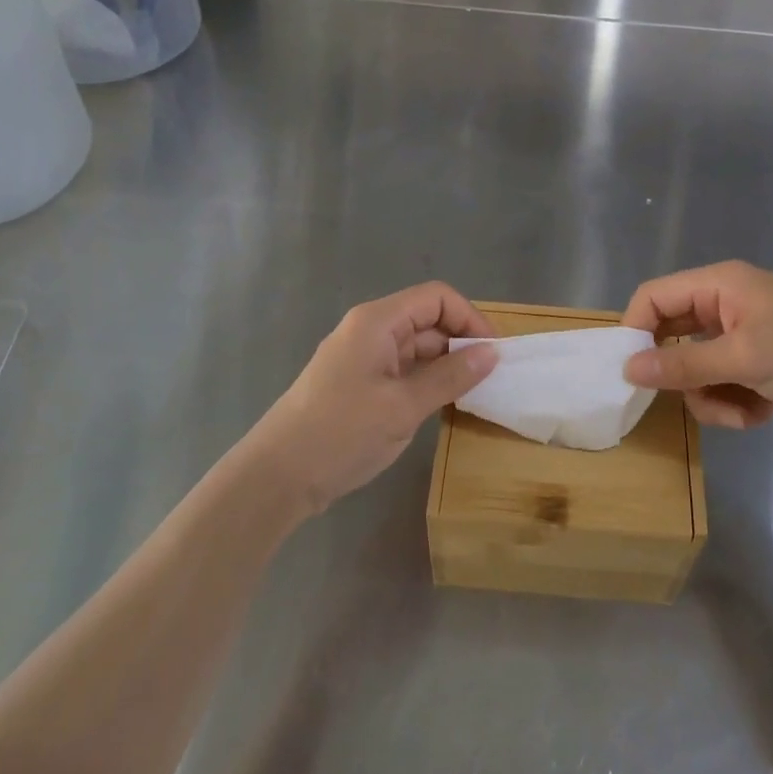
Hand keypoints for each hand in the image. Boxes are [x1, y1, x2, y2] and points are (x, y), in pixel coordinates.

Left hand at [243, 282, 498, 515]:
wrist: (278, 475)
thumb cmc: (342, 432)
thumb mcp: (404, 406)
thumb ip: (451, 377)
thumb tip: (493, 354)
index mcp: (378, 322)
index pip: (436, 298)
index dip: (470, 319)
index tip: (494, 354)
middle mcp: (369, 331)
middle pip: (426, 320)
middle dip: (461, 343)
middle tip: (490, 379)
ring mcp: (361, 357)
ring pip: (415, 347)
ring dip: (445, 365)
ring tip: (473, 394)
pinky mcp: (357, 383)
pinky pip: (401, 369)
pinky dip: (425, 381)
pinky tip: (442, 405)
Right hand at [621, 261, 772, 433]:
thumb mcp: (743, 358)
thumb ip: (681, 364)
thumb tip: (627, 369)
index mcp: (720, 285)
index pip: (654, 297)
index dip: (636, 331)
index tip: (631, 372)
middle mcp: (728, 305)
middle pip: (674, 337)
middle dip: (682, 374)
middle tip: (689, 397)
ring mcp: (746, 337)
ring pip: (697, 370)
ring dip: (711, 397)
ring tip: (740, 412)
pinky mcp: (762, 367)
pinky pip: (725, 385)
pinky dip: (736, 404)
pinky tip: (762, 414)